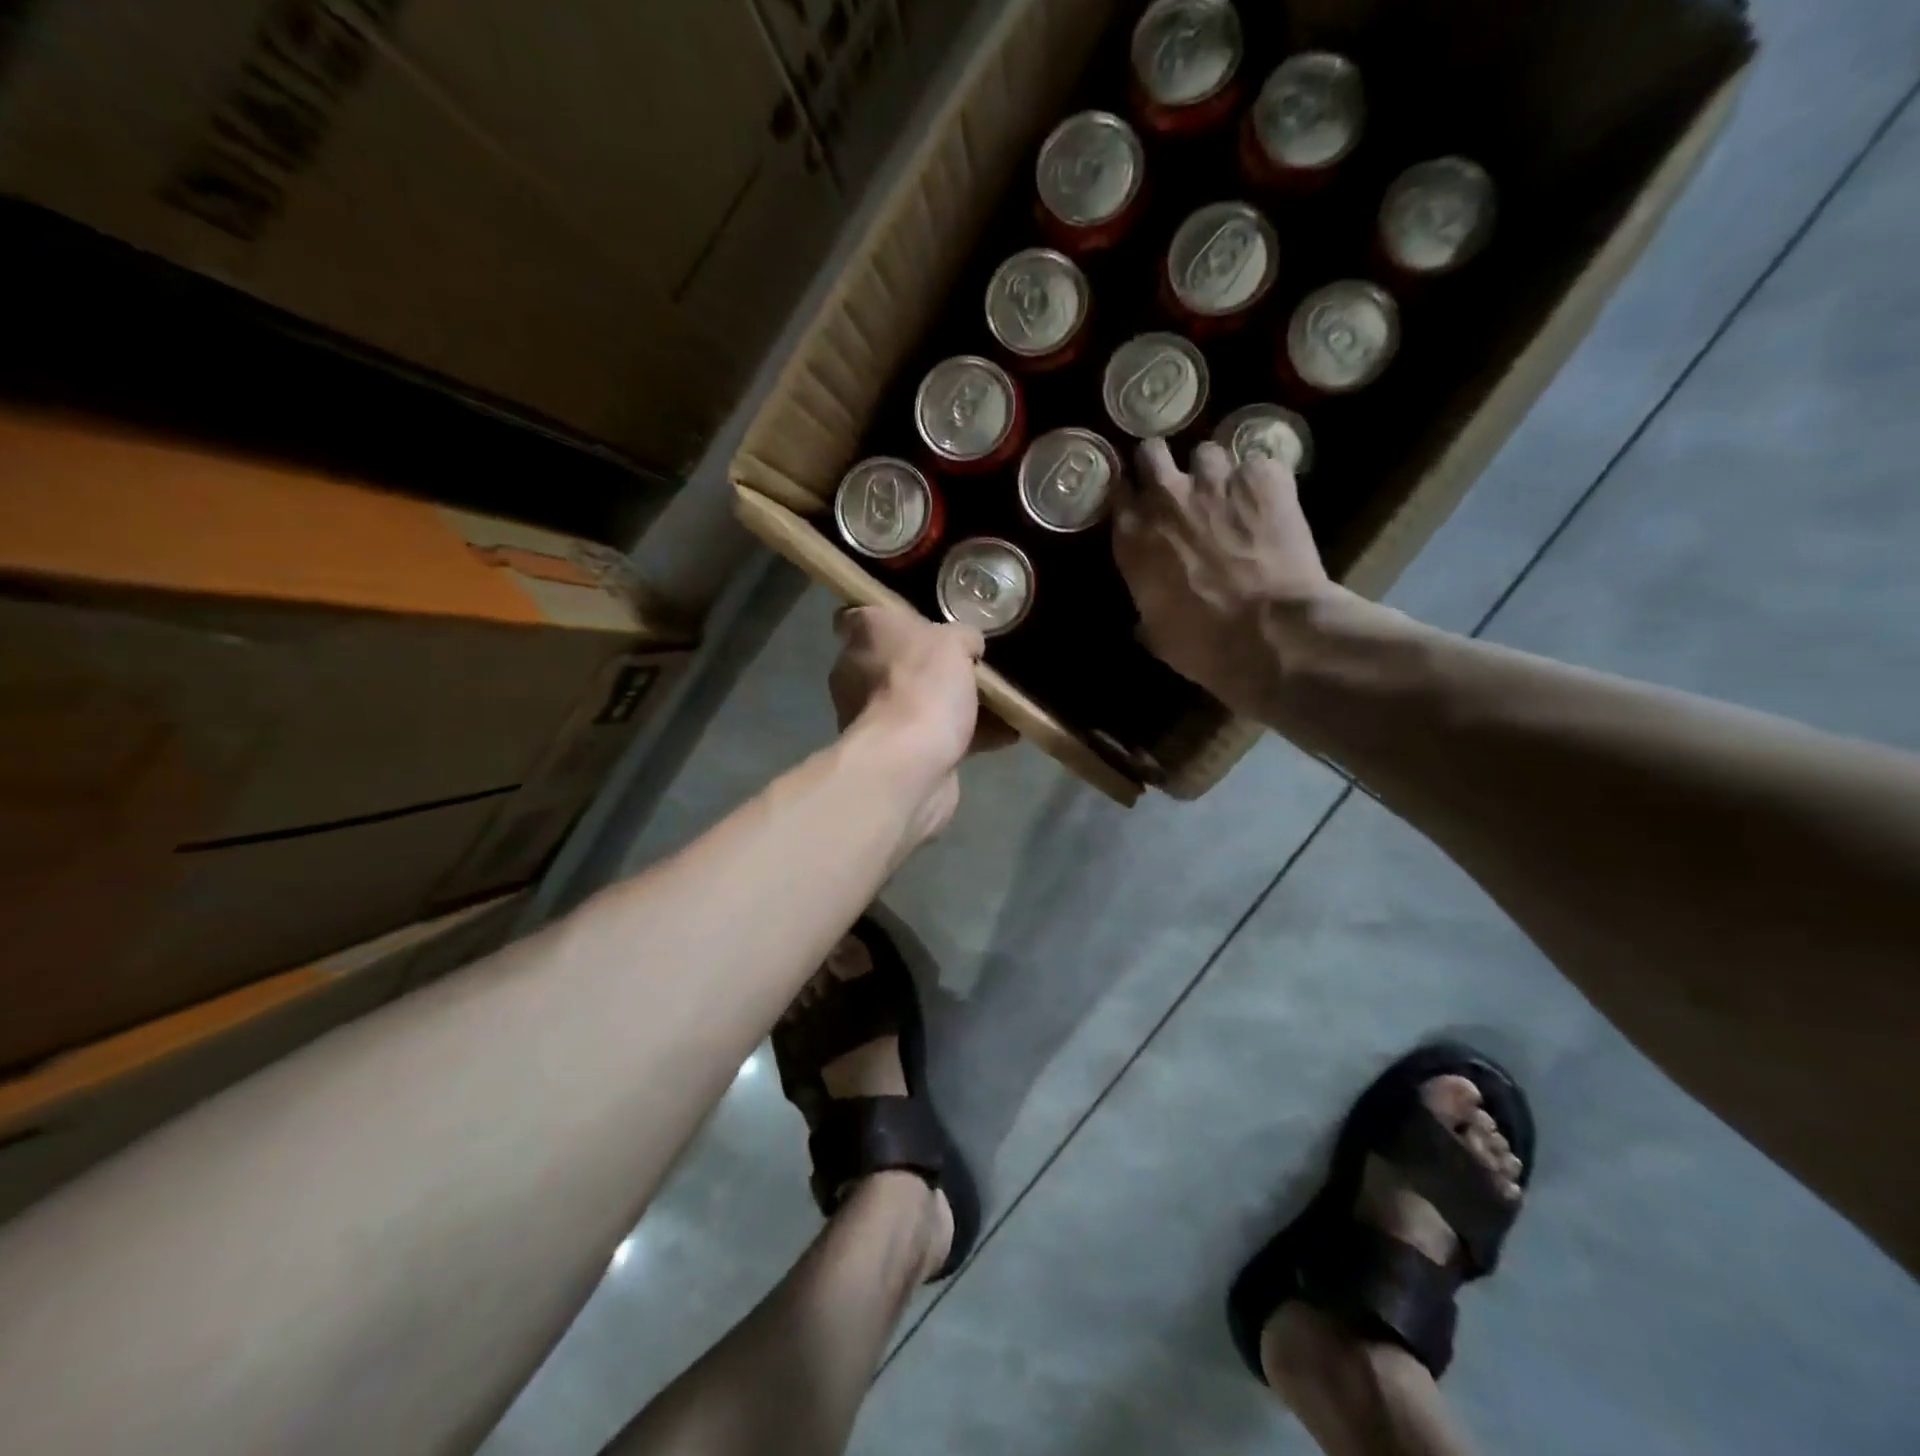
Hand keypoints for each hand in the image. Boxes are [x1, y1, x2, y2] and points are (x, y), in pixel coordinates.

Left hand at [828, 604, 1013, 839]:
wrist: (909, 764)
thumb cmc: (921, 686)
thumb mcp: (953, 641)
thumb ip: (962, 637)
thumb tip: (968, 645)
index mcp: (863, 636)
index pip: (856, 617)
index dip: (884, 617)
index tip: (915, 620)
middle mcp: (857, 675)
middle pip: (893, 661)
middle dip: (929, 665)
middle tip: (971, 663)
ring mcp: (874, 718)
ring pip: (917, 701)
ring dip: (952, 704)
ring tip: (999, 700)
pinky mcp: (896, 754)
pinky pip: (936, 737)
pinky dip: (968, 737)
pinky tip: (1008, 733)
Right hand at [1113, 439, 1344, 714]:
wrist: (1271, 633)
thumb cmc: (1203, 645)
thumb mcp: (1157, 634)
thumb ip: (1147, 606)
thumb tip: (1145, 616)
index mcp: (1132, 536)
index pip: (1116, 489)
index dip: (1129, 493)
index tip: (1138, 501)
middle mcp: (1166, 497)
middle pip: (1152, 451)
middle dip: (1162, 463)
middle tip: (1179, 485)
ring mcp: (1216, 481)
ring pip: (1207, 453)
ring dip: (1215, 473)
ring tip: (1232, 496)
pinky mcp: (1264, 477)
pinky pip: (1259, 463)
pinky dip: (1263, 481)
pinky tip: (1272, 503)